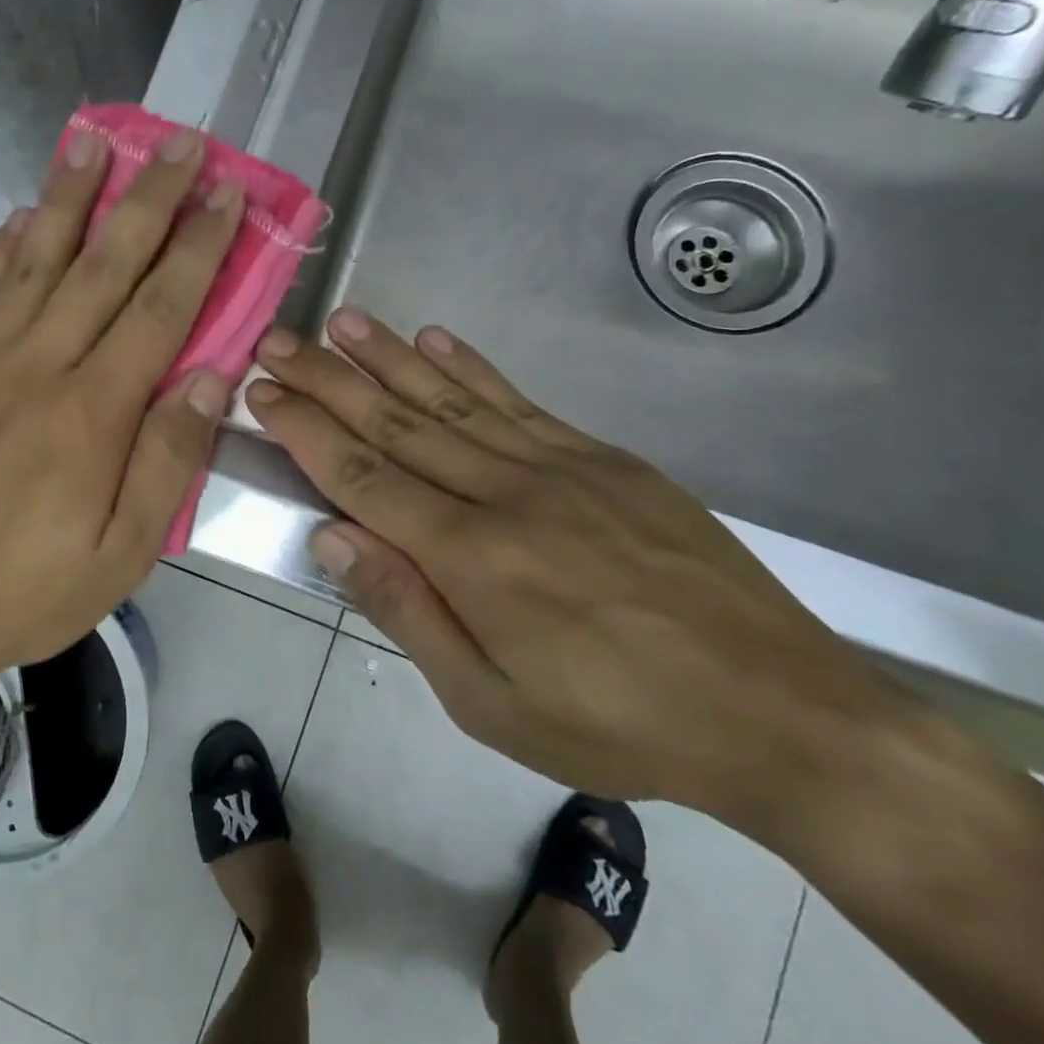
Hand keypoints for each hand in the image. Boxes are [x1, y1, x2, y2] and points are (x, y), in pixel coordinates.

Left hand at [0, 131, 241, 698]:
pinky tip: (22, 212)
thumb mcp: (120, 555)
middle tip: (180, 142)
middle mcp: (38, 366)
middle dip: (148, 199)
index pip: (161, 309)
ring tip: (95, 140)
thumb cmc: (22, 590)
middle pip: (104, 265)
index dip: (199, 247)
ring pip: (36, 259)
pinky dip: (6, 244)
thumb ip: (168, 461)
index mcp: (92, 412)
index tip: (227, 195)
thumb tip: (212, 378)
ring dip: (71, 196)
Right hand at [246, 308, 892, 821]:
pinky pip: (520, 402)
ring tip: (341, 320)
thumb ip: (406, 610)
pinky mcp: (604, 459)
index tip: (263, 394)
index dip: (306, 431)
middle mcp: (505, 492)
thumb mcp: (491, 702)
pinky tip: (434, 339)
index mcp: (469, 556)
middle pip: (396, 423)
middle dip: (327, 379)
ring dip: (387, 357)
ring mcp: (559, 466)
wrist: (780, 711)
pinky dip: (471, 366)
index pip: (362, 476)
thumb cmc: (616, 723)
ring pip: (451, 398)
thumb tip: (331, 537)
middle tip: (278, 341)